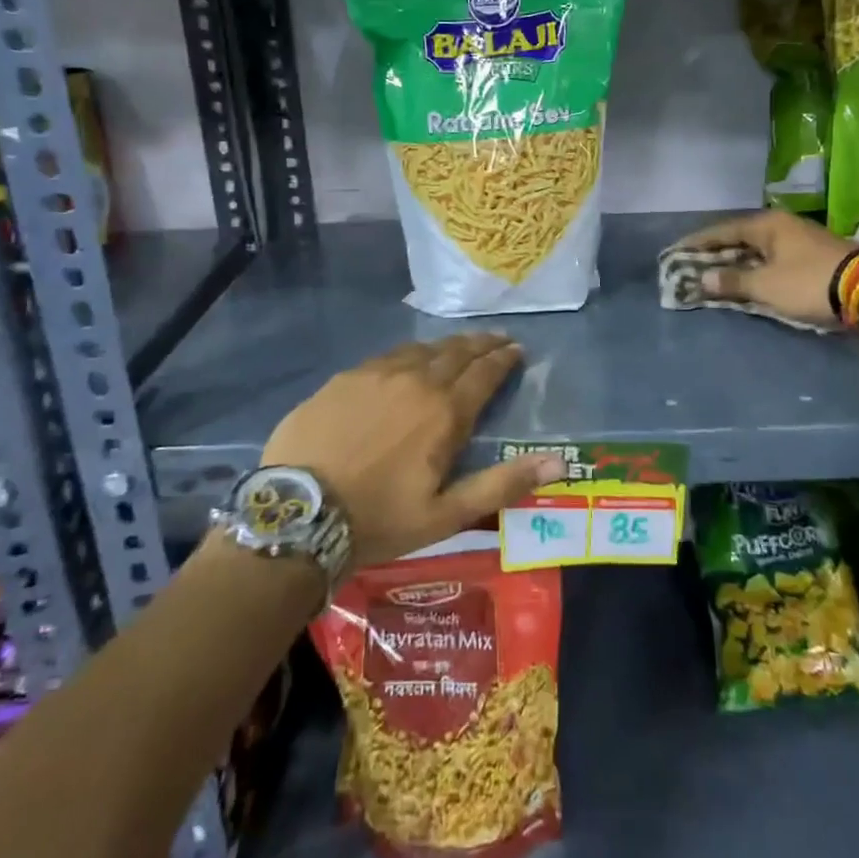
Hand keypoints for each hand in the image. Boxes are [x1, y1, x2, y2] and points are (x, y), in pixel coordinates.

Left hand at [260, 334, 564, 567]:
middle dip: (481, 344)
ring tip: (458, 346)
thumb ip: (503, 483)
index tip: (517, 349)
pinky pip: (386, 357)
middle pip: (456, 353)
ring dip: (446, 346)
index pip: (484, 373)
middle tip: (496, 338)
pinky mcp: (344, 378)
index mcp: (444, 412)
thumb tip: (559, 461)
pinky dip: (409, 354)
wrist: (299, 514)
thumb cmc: (380, 519)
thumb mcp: (447, 514)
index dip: (504, 359)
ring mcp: (376, 374)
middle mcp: (415, 381)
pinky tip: (407, 360)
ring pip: (421, 349)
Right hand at [674, 210, 858, 328]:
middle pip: (740, 238)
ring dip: (737, 262)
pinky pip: (773, 259)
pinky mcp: (814, 256)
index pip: (722, 230)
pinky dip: (757, 268)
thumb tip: (703, 279)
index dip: (697, 242)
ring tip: (716, 274)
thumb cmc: (809, 282)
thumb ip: (733, 281)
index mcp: (767, 224)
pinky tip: (749, 279)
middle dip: (716, 253)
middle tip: (692, 265)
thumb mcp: (766, 285)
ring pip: (758, 249)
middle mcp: (782, 225)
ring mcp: (800, 239)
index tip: (675, 251)